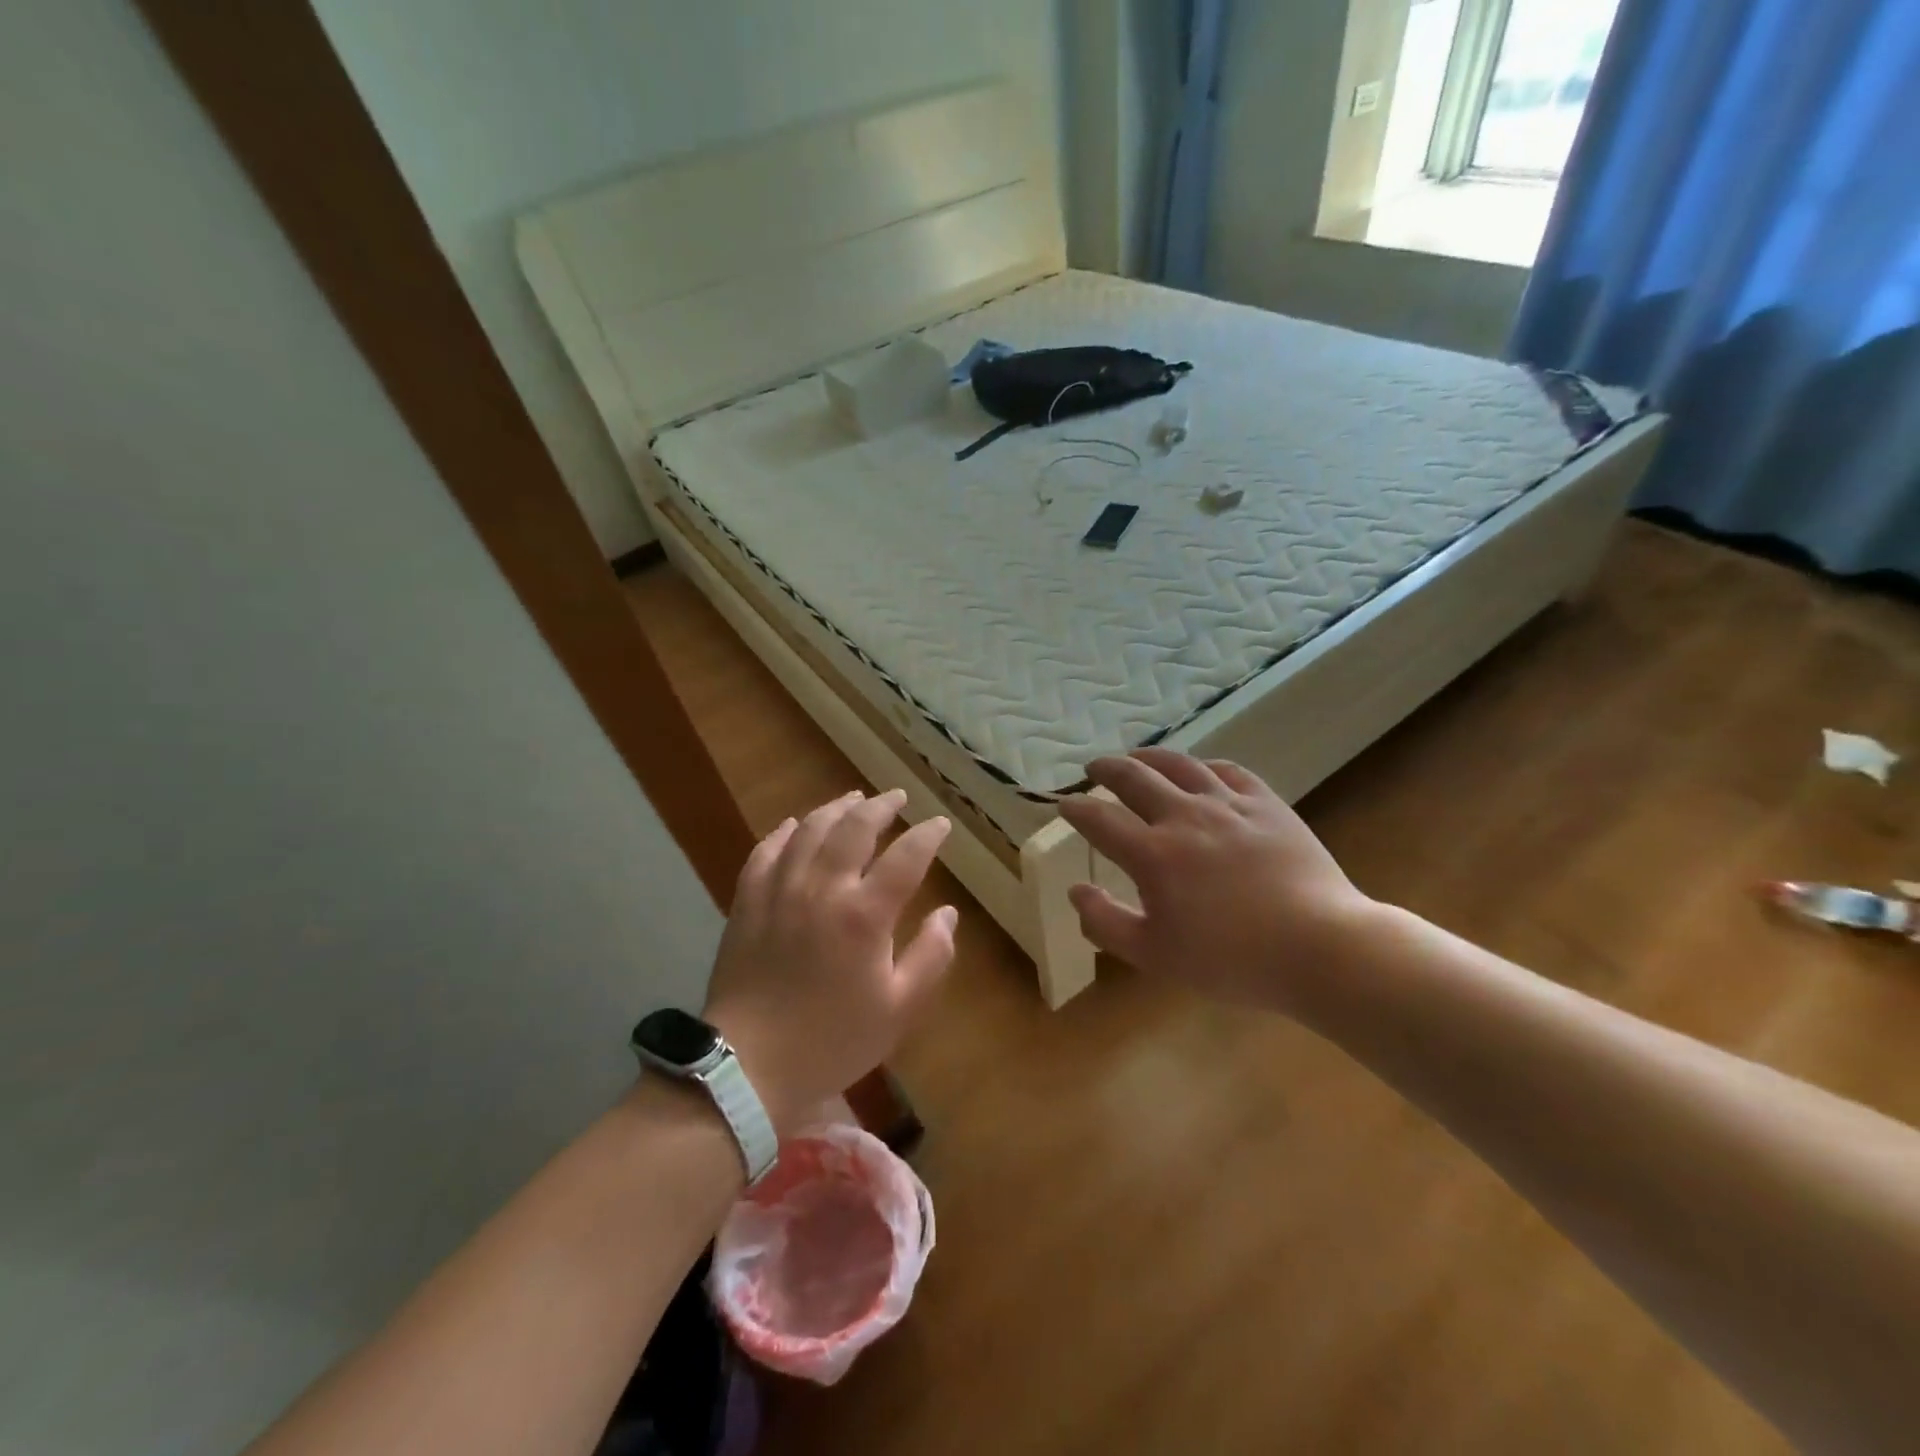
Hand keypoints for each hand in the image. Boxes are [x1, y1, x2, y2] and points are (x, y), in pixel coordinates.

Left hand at [702, 789, 955, 1132]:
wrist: (750, 1066)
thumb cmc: (833, 1040)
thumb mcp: (899, 1010)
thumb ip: (931, 957)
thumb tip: (948, 914)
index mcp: (864, 915)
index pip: (906, 857)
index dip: (927, 835)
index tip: (940, 825)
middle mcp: (822, 889)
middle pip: (854, 828)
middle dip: (881, 806)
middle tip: (898, 797)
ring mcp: (780, 890)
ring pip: (809, 830)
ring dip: (835, 808)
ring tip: (853, 798)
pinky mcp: (747, 901)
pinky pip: (766, 851)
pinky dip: (784, 832)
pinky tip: (795, 825)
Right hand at [1059, 749, 1376, 1013]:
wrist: (1321, 947)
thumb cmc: (1232, 960)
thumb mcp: (1155, 955)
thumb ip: (1106, 922)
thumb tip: (1075, 891)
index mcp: (1153, 854)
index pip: (1100, 819)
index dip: (1076, 809)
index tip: (1065, 804)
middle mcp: (1185, 817)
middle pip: (1134, 778)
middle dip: (1106, 769)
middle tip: (1094, 768)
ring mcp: (1229, 805)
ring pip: (1180, 765)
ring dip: (1150, 757)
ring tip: (1138, 756)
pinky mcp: (1267, 804)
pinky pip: (1229, 771)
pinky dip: (1205, 766)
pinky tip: (1201, 770)